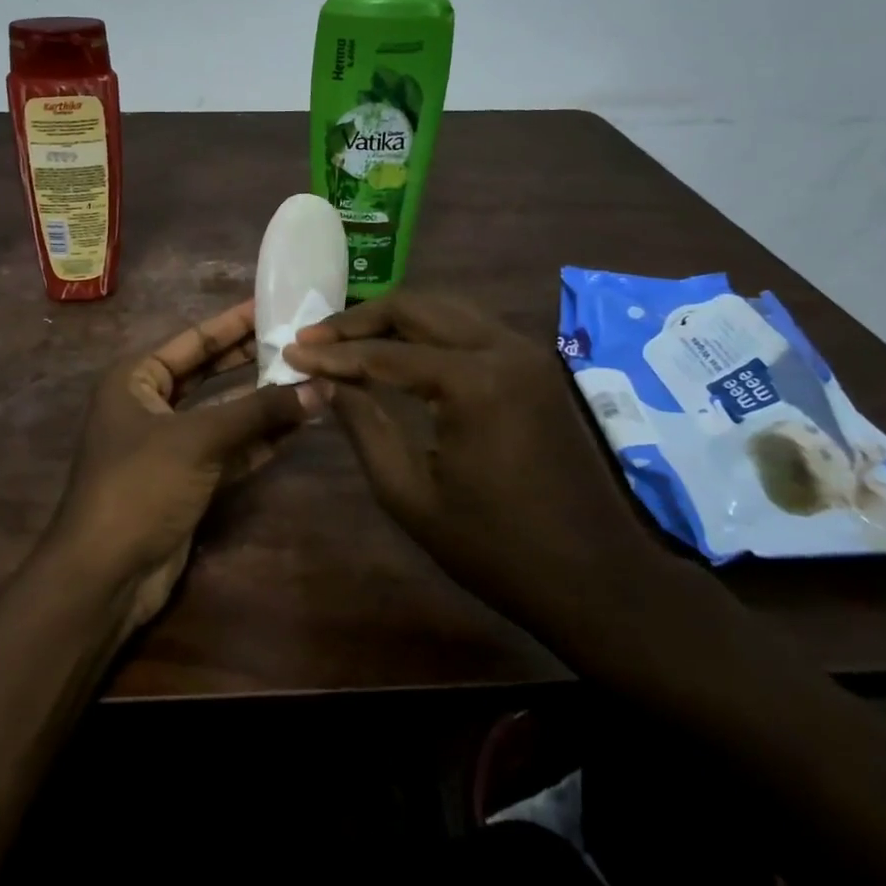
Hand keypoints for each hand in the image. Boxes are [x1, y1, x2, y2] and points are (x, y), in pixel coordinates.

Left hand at [47, 301, 323, 637]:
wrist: (106, 574)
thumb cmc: (140, 486)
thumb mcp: (198, 439)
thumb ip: (257, 412)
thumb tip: (317, 388)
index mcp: (136, 379)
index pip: (194, 340)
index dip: (233, 323)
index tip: (273, 305)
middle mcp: (150, 404)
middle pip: (210, 374)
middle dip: (252, 361)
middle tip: (299, 341)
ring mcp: (169, 445)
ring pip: (223, 414)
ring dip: (263, 403)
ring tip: (310, 382)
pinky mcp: (186, 480)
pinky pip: (228, 450)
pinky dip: (259, 440)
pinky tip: (297, 427)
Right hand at [284, 291, 663, 629]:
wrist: (596, 578)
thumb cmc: (495, 548)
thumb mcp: (410, 494)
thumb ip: (363, 426)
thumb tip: (324, 381)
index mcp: (473, 382)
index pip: (385, 353)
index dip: (332, 353)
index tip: (289, 352)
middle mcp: (503, 348)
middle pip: (417, 307)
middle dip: (360, 320)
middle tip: (315, 339)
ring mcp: (526, 352)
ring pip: (446, 308)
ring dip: (394, 319)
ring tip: (348, 340)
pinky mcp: (536, 365)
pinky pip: (471, 327)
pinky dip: (429, 331)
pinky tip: (400, 351)